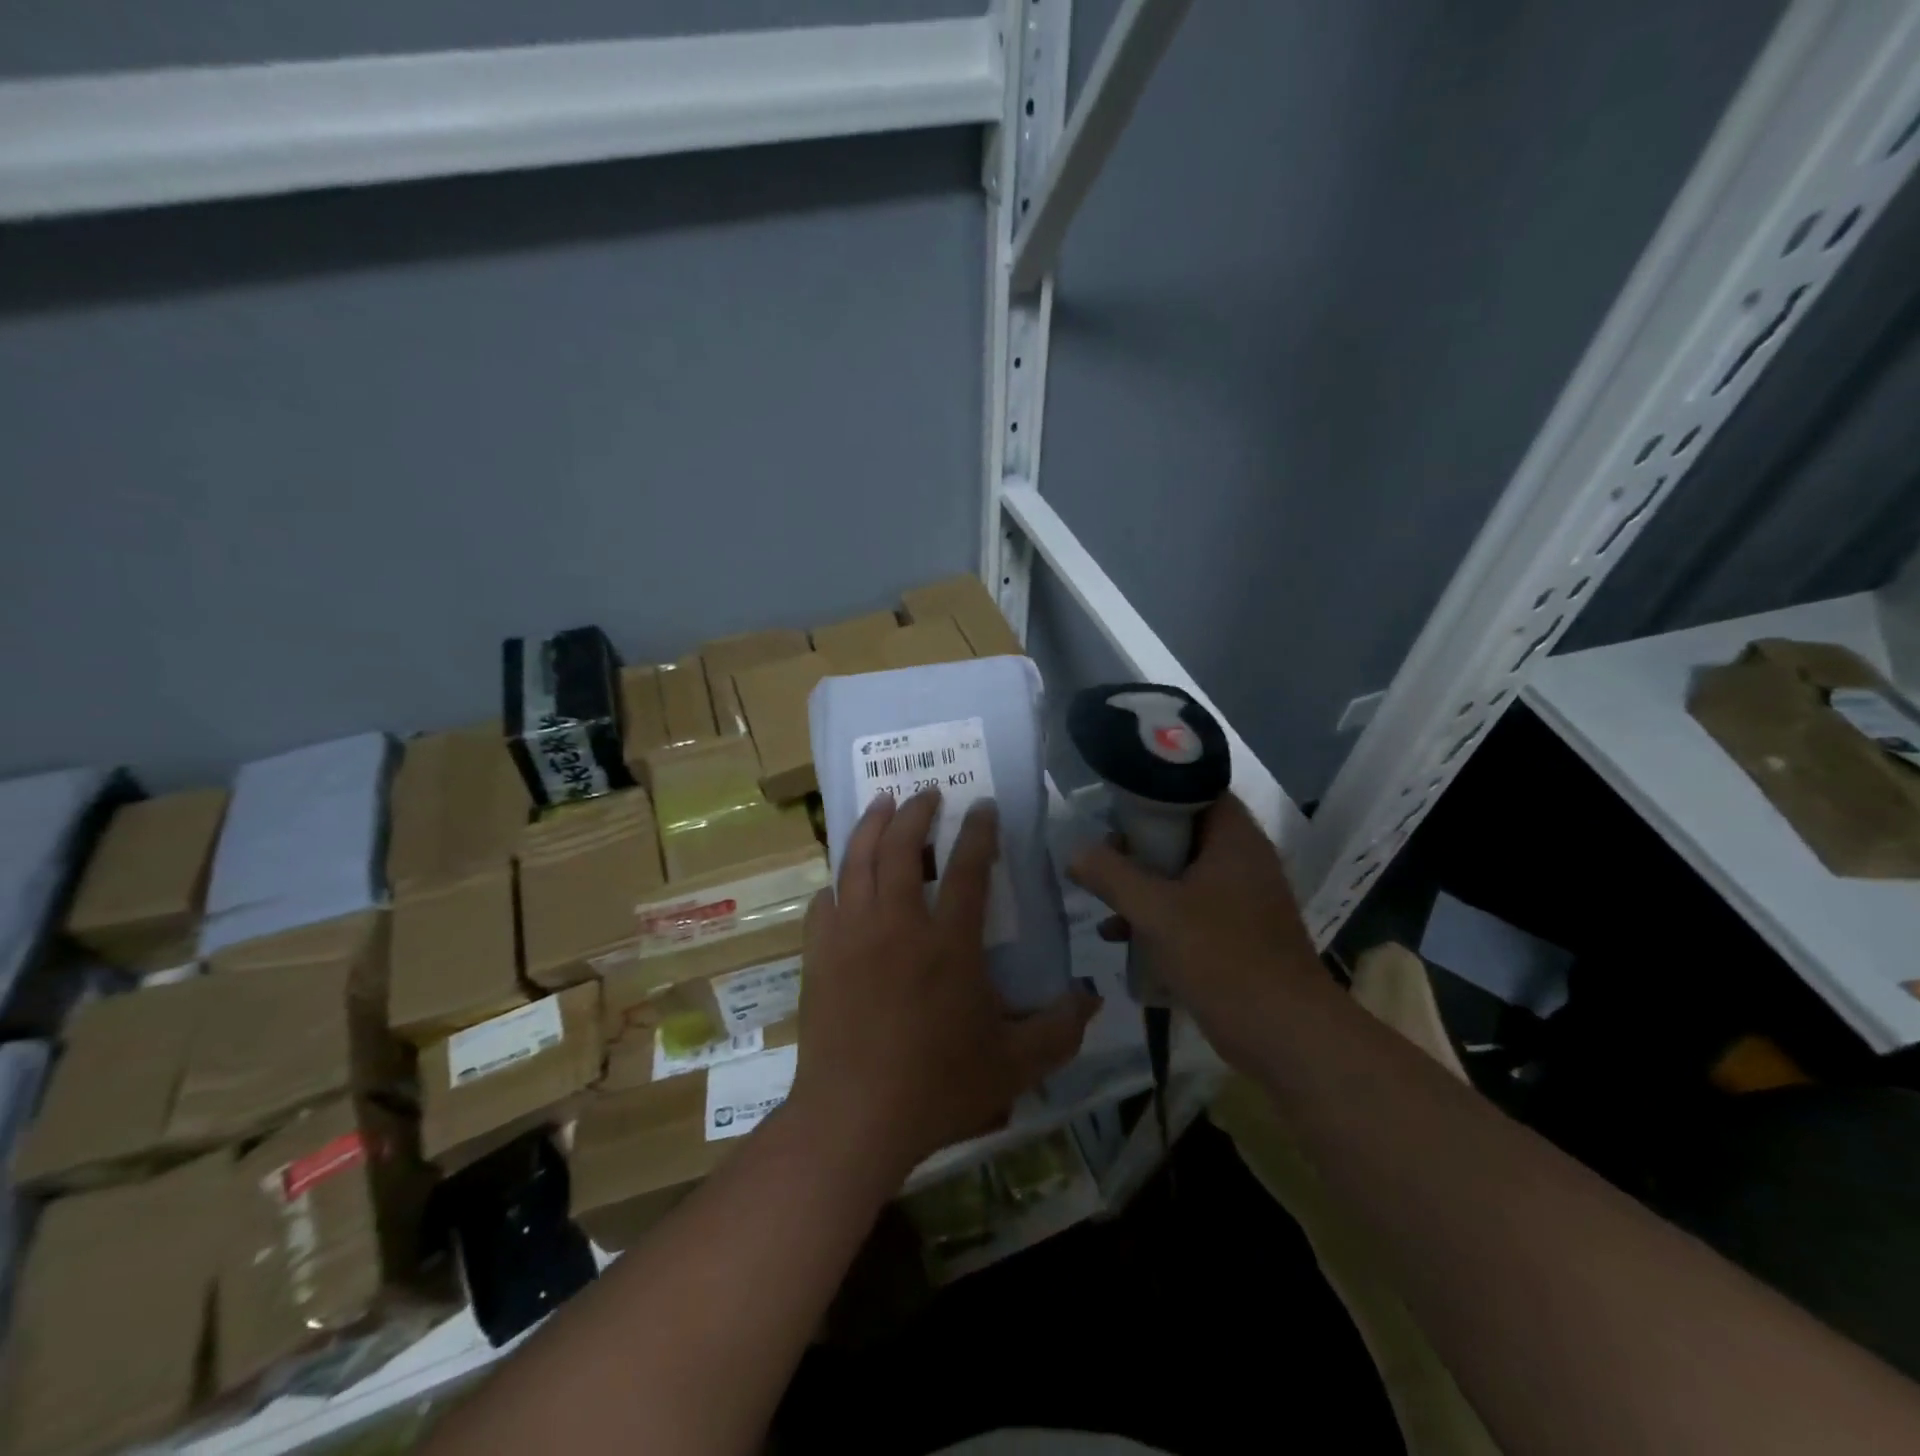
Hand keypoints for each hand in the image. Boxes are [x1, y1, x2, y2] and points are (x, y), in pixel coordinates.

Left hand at [790, 789, 1099, 1177]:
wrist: (854, 1118)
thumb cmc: (938, 1088)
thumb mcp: (1015, 1065)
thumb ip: (1059, 1030)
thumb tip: (1092, 1000)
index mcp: (949, 943)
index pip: (968, 868)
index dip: (978, 830)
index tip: (983, 804)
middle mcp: (898, 924)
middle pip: (903, 848)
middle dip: (917, 812)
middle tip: (927, 791)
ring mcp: (852, 936)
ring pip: (858, 862)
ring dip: (872, 826)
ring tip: (882, 803)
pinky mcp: (820, 956)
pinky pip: (824, 903)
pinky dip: (835, 883)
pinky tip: (840, 880)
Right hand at [1067, 794, 1326, 1063]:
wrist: (1285, 1035)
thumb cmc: (1223, 957)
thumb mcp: (1156, 911)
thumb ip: (1111, 875)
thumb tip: (1075, 852)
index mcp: (1234, 838)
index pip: (1194, 787)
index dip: (1152, 788)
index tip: (1112, 802)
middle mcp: (1241, 859)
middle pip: (1182, 831)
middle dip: (1137, 843)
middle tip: (1102, 854)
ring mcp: (1241, 898)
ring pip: (1181, 872)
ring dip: (1142, 883)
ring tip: (1101, 896)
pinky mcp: (1235, 932)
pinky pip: (1188, 907)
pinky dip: (1156, 915)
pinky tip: (1119, 937)